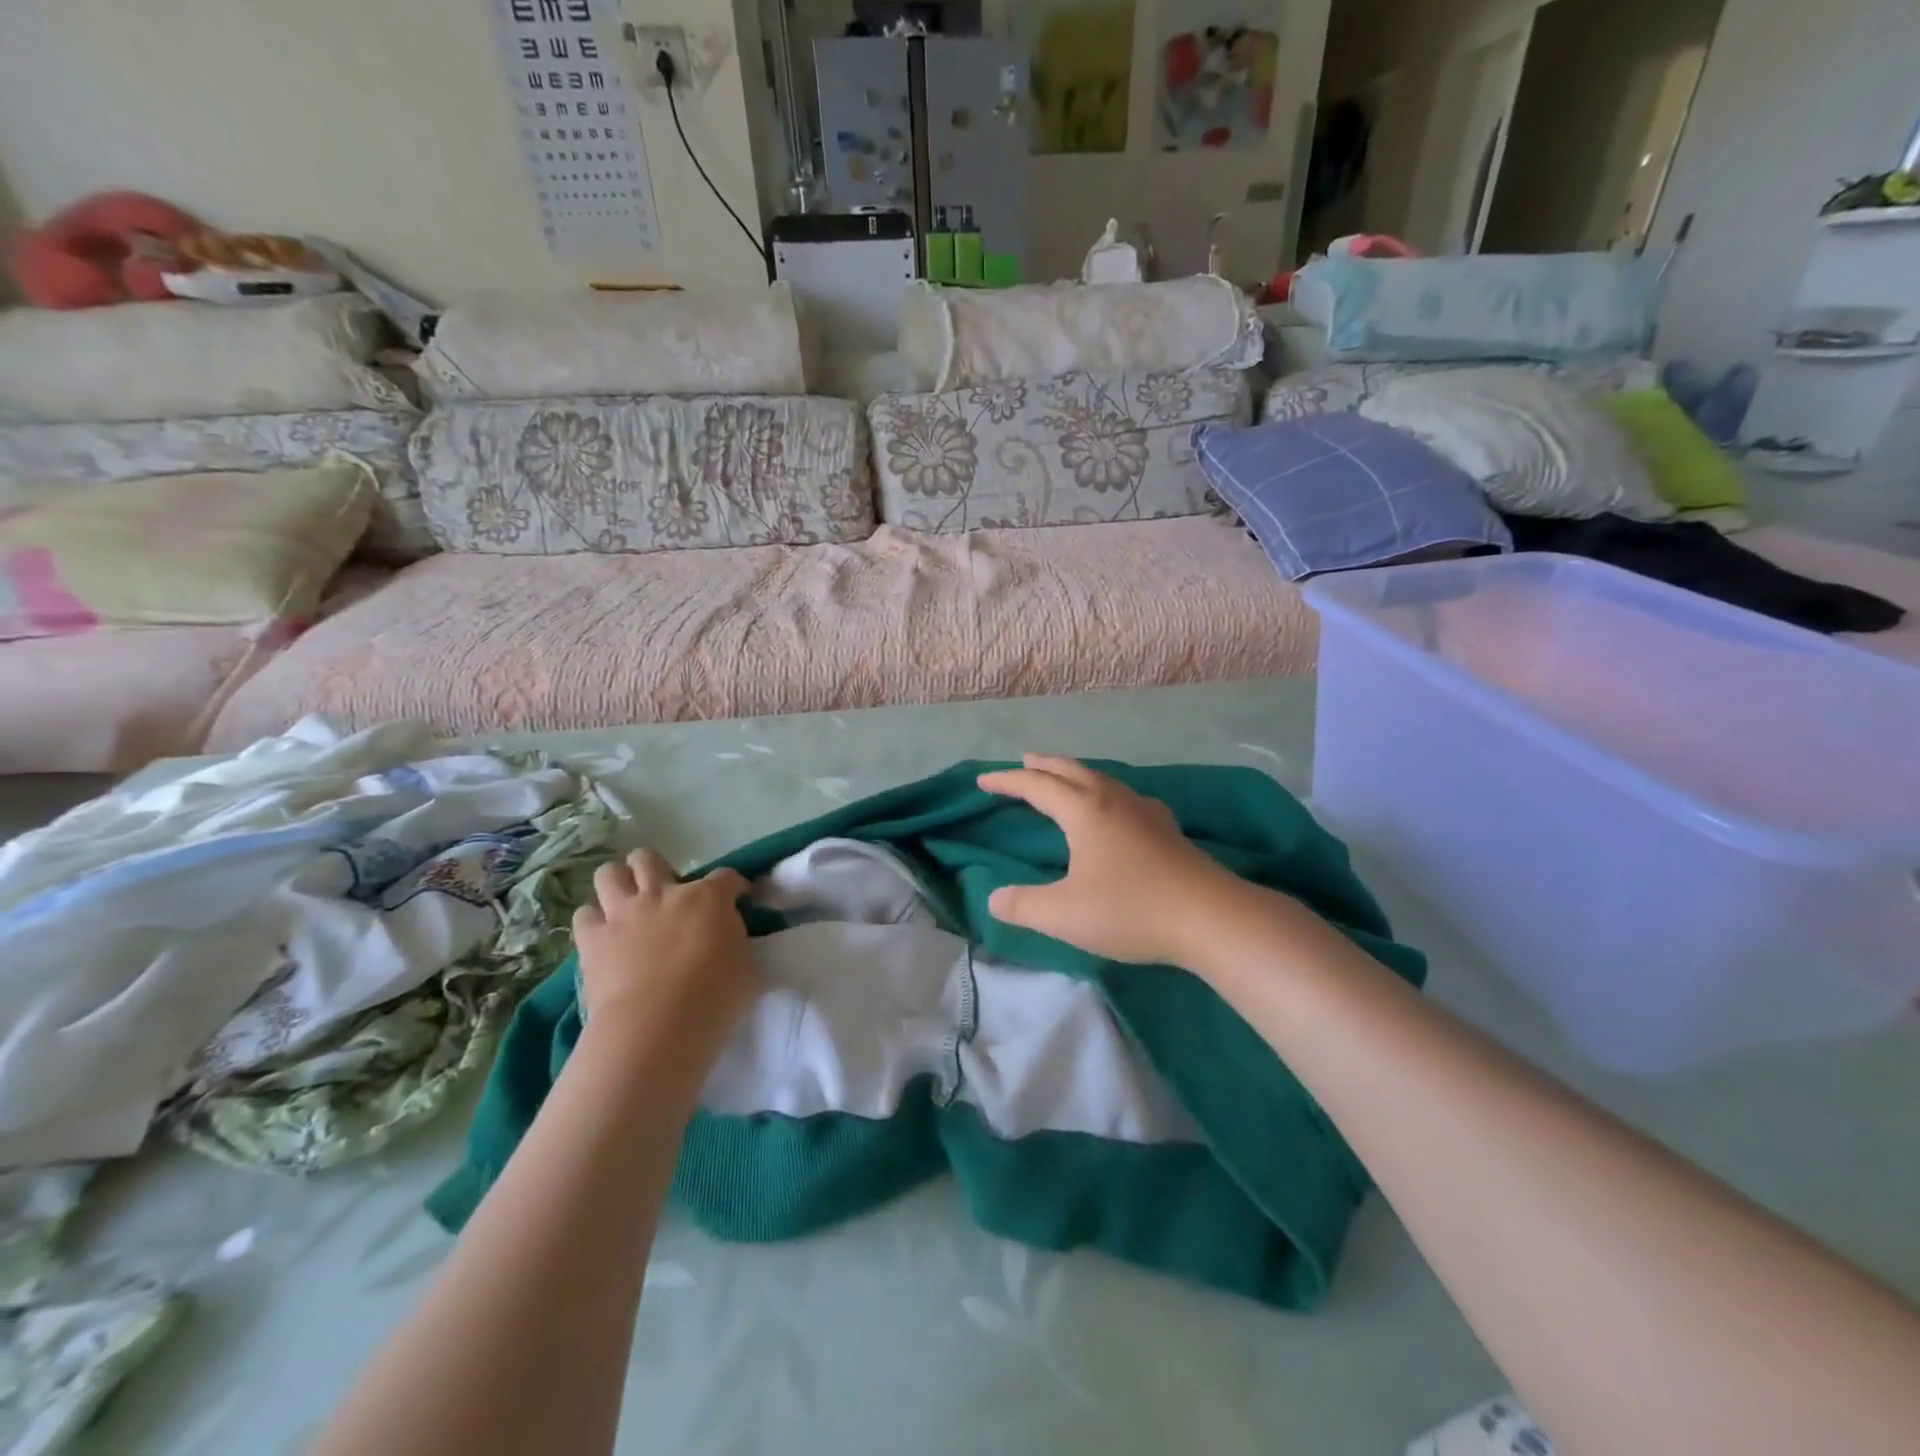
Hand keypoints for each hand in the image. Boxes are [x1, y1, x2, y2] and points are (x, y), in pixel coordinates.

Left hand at [572, 850, 755, 1050]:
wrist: (659, 1026)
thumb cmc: (715, 998)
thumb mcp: (747, 966)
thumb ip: (738, 942)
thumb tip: (730, 938)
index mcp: (708, 898)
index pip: (726, 876)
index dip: (734, 885)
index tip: (738, 897)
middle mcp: (663, 893)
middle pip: (649, 858)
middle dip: (657, 869)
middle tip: (666, 895)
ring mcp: (624, 912)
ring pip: (609, 873)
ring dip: (618, 884)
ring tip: (627, 904)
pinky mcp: (592, 938)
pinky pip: (584, 914)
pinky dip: (593, 921)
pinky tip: (603, 935)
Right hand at [977, 755, 1240, 967]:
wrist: (1210, 917)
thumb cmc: (1131, 909)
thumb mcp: (1064, 914)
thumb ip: (1023, 906)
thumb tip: (993, 899)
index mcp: (1084, 811)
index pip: (1036, 785)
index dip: (1007, 781)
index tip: (983, 781)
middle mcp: (1113, 800)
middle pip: (1071, 770)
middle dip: (1043, 765)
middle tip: (1024, 760)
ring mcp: (1145, 811)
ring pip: (1102, 779)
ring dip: (1075, 774)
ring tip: (1064, 779)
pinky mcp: (1167, 829)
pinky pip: (1125, 796)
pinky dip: (1105, 792)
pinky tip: (1117, 808)